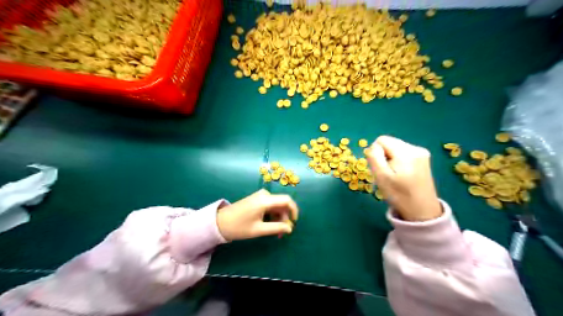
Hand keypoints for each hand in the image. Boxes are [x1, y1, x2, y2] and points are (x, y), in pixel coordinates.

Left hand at [216, 190, 298, 239]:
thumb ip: (277, 228)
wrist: (219, 223)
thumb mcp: (259, 230)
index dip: (294, 211)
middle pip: (282, 204)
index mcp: (265, 200)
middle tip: (282, 233)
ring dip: (278, 218)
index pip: (287, 200)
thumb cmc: (239, 227)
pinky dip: (272, 215)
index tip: (294, 223)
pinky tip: (269, 225)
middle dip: (285, 218)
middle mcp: (264, 195)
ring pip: (276, 206)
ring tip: (275, 232)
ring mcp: (260, 196)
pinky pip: (270, 205)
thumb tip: (290, 228)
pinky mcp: (256, 199)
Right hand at [366, 136, 444, 221]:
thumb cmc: (399, 195)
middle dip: (384, 155)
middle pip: (390, 143)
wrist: (422, 211)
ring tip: (395, 176)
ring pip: (396, 148)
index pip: (381, 140)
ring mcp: (422, 153)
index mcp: (405, 151)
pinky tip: (402, 174)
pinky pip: (404, 153)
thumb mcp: (381, 176)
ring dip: (391, 159)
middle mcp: (416, 148)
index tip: (380, 168)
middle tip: (387, 174)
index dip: (376, 153)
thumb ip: (374, 157)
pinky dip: (399, 161)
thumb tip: (373, 146)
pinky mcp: (424, 159)